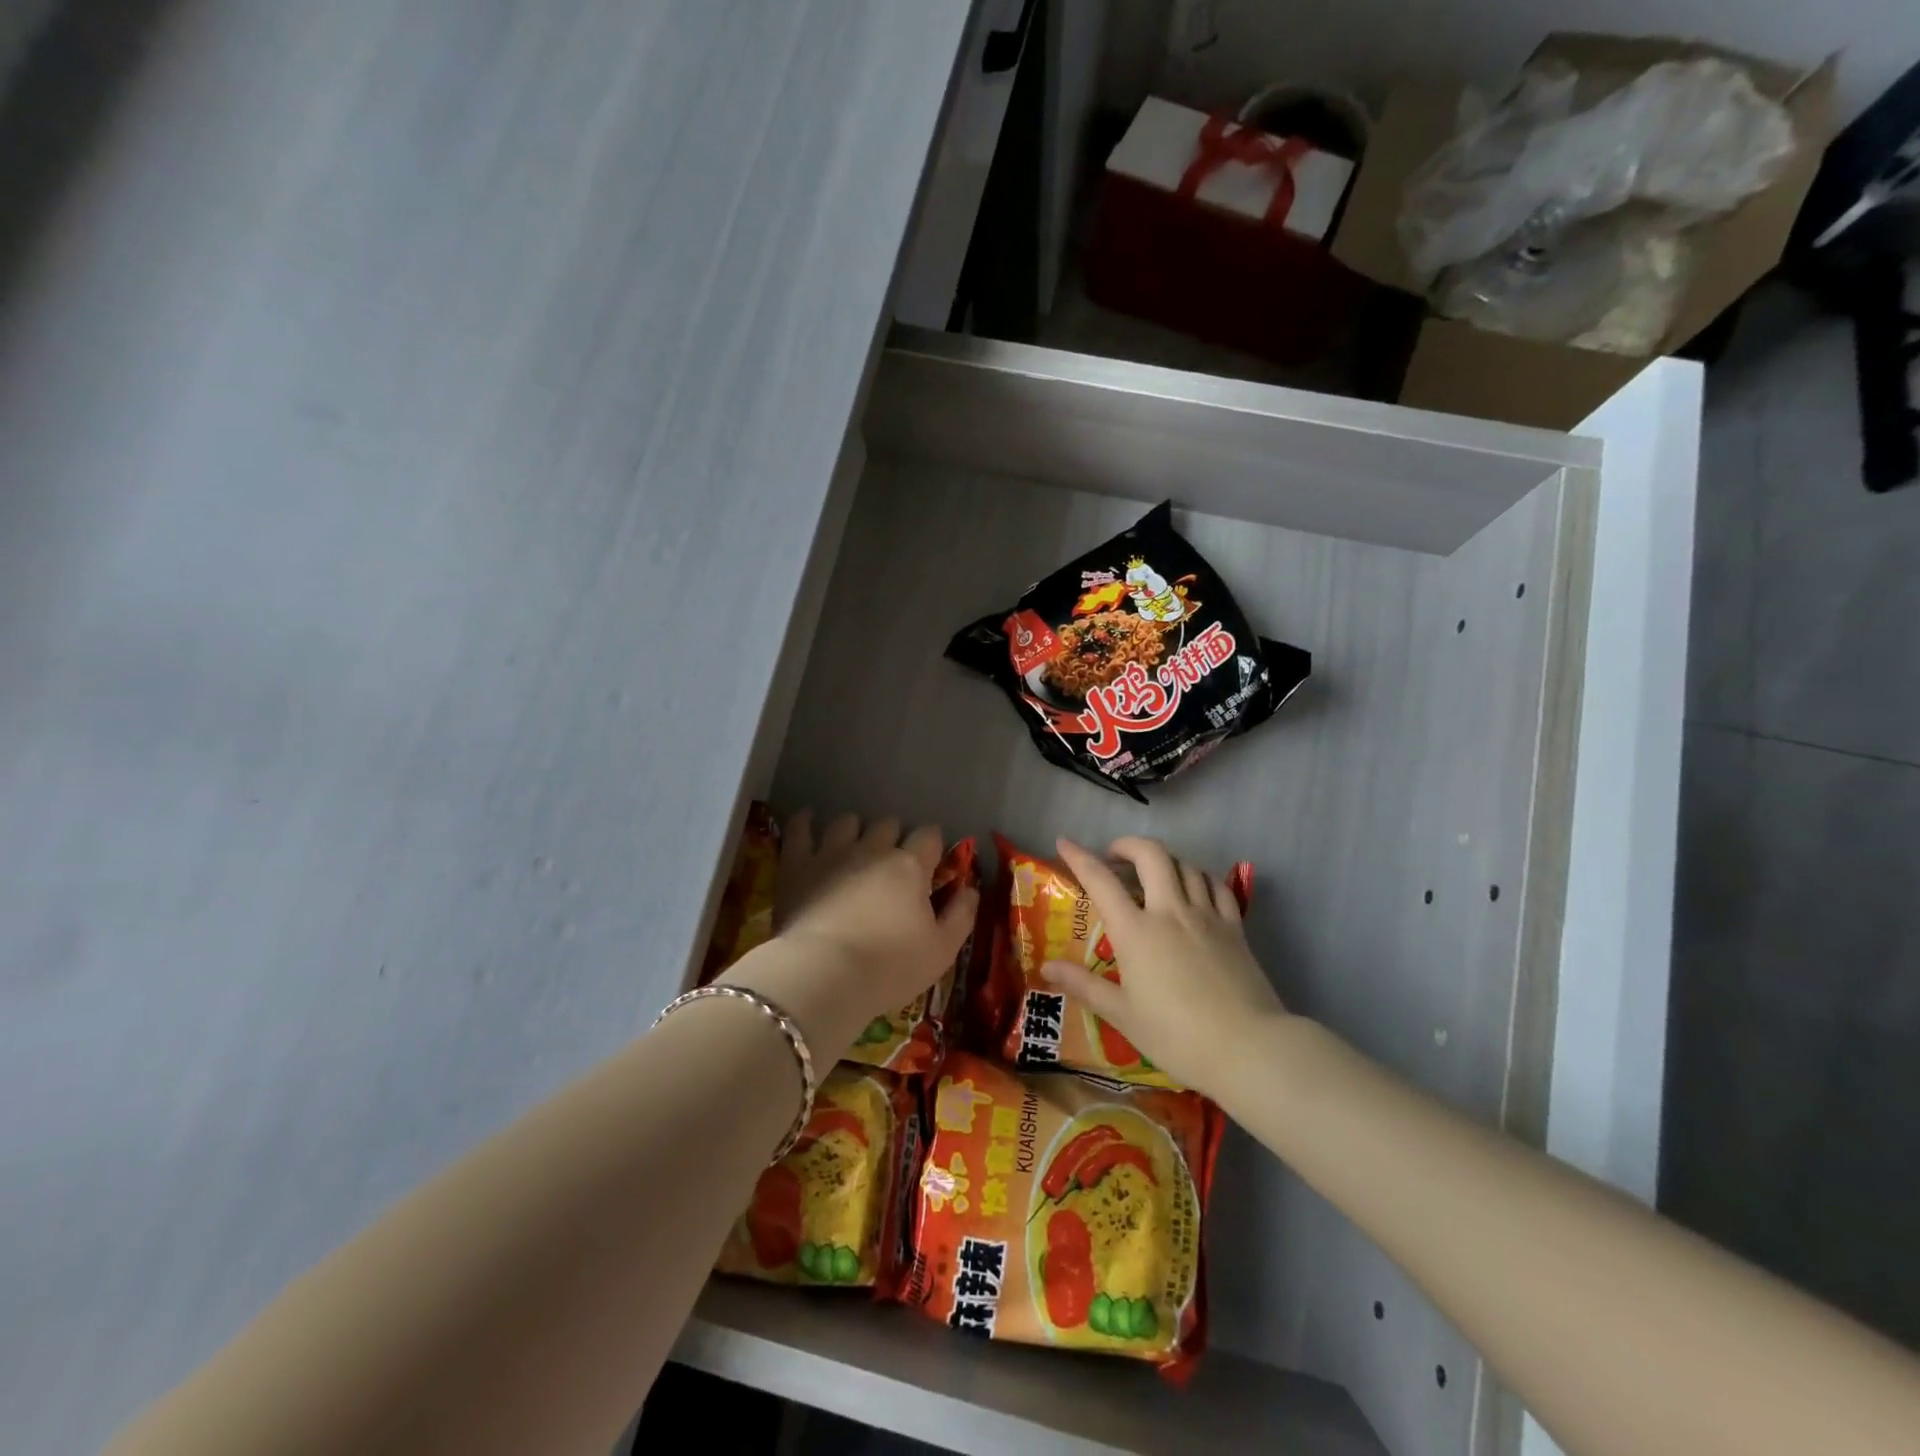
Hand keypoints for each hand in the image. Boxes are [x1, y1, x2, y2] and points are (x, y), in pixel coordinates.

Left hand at [723, 811, 976, 1059]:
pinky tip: (808, 821)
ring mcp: (832, 852)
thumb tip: (970, 889)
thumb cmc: (889, 967)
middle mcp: (873, 849)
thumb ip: (961, 915)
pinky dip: (805, 821)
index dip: (932, 844)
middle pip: (888, 824)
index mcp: (910, 866)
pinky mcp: (797, 863)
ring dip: (854, 829)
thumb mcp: (942, 951)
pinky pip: (799, 828)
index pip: (929, 836)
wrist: (824, 975)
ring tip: (853, 844)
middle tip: (892, 860)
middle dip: (893, 836)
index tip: (931, 859)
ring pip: (847, 821)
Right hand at [1040, 836, 1287, 1097]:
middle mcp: (1169, 911)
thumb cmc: (1177, 1036)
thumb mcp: (1123, 1015)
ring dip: (1164, 860)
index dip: (1079, 857)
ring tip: (1153, 874)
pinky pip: (1216, 886)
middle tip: (1114, 856)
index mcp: (1135, 931)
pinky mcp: (1234, 927)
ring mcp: (1206, 915)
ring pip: (1185, 865)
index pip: (1100, 880)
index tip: (1064, 842)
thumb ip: (1084, 985)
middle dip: (1128, 845)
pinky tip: (1194, 889)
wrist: (1248, 1048)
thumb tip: (1047, 967)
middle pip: (1150, 855)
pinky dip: (1199, 877)